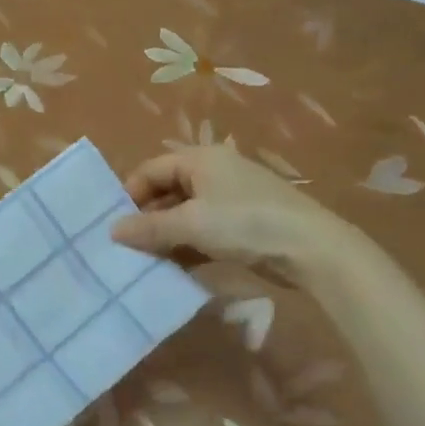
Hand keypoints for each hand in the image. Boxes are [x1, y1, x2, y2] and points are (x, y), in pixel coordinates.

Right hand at [110, 146, 367, 280]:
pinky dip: (188, 245)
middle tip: (129, 246)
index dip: (131, 194)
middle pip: (168, 190)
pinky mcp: (243, 223)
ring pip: (186, 213)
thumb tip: (113, 230)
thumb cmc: (245, 223)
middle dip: (147, 217)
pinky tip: (176, 267)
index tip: (116, 224)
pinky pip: (204, 229)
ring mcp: (231, 198)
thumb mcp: (191, 224)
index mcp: (200, 159)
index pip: (152, 169)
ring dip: (167, 235)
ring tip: (147, 260)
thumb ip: (149, 227)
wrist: (311, 248)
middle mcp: (214, 171)